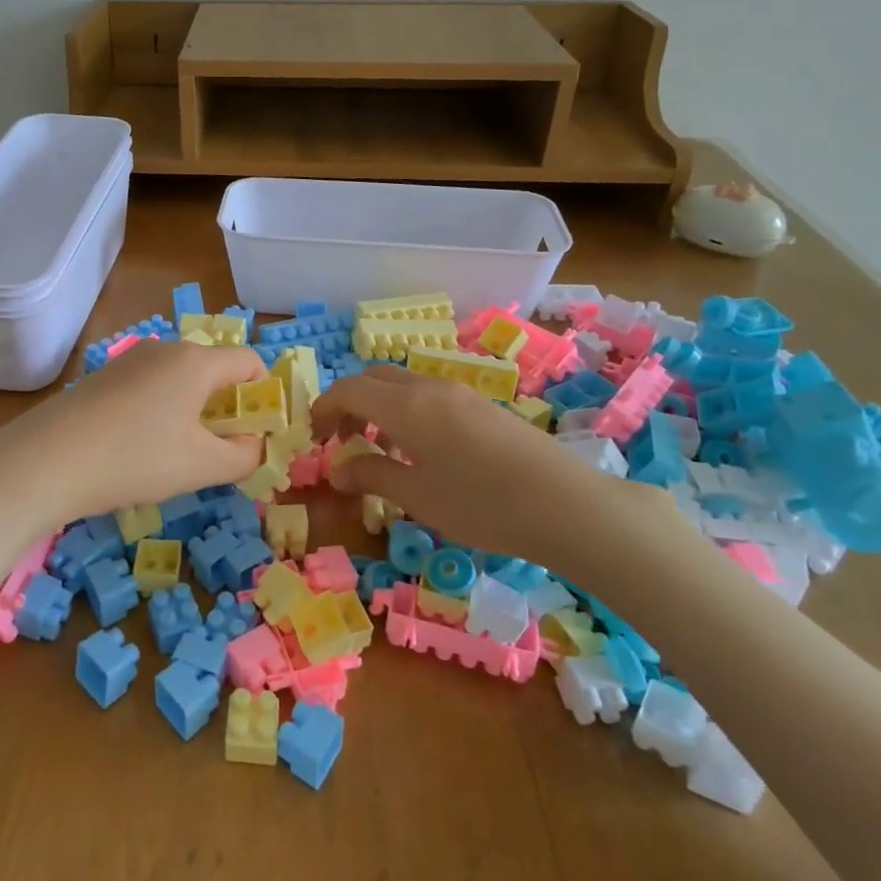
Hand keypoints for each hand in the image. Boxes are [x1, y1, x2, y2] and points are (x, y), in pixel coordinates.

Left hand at [0, 337, 269, 523]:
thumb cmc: (137, 458)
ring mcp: (129, 361)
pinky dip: (160, 411)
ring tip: (178, 455)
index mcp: (196, 361)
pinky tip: (140, 448)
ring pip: (179, 379)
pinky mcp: (102, 378)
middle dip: (226, 406)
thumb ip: (243, 456)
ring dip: (192, 411)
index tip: (257, 432)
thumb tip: (255, 445)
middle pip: (213, 369)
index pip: (249, 361)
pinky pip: (149, 388)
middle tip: (220, 449)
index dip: (263, 395)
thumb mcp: (202, 466)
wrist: (45, 460)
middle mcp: (165, 349)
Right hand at [310, 363, 668, 575]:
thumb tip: (337, 470)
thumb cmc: (481, 503)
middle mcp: (430, 387)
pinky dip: (407, 409)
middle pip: (374, 377)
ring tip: (380, 446)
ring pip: (403, 383)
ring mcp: (460, 392)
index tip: (315, 438)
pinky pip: (429, 394)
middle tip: (344, 439)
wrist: (565, 503)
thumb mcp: (418, 496)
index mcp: (406, 405)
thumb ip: (372, 475)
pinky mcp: (483, 405)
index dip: (324, 408)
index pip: (349, 389)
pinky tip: (422, 449)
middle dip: (350, 402)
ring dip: (379, 405)